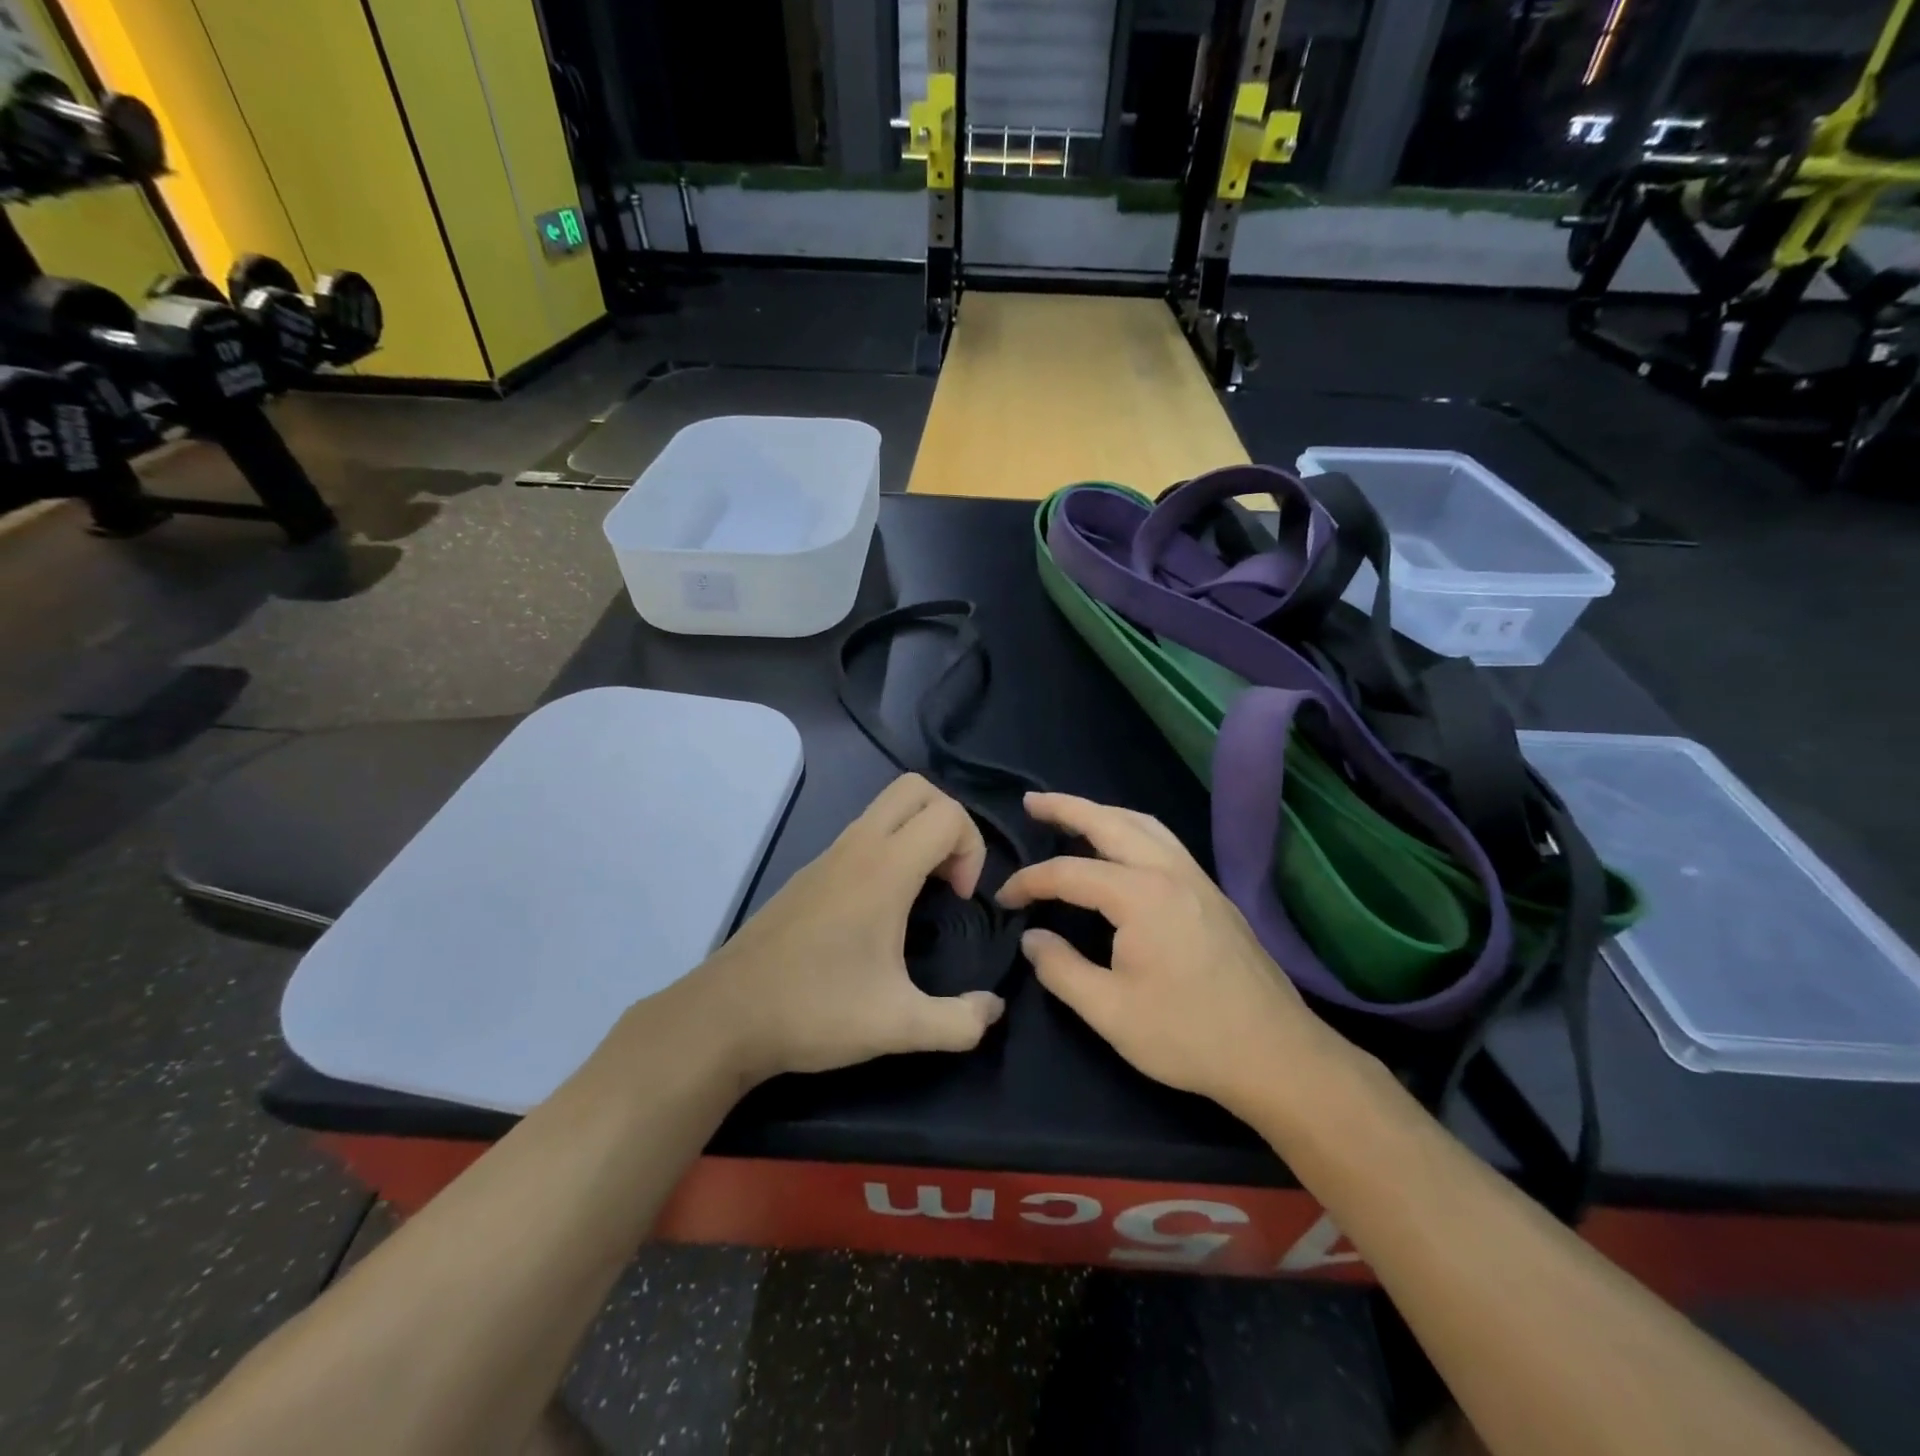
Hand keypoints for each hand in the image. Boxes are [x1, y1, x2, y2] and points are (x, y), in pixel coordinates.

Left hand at [685, 774, 1005, 1085]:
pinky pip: (862, 834)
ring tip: (921, 896)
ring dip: (917, 834)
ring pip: (886, 807)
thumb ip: (960, 1022)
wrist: (725, 1016)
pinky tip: (881, 911)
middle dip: (949, 822)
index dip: (972, 848)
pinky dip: (890, 849)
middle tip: (948, 878)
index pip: (947, 814)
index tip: (960, 899)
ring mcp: (827, 856)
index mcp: (884, 869)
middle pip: (916, 789)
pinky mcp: (810, 873)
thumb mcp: (899, 1026)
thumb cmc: (816, 1011)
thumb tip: (994, 1010)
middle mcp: (856, 847)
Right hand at [997, 792, 1337, 1116]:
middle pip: (1111, 822)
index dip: (1030, 882)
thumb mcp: (1110, 1012)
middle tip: (1032, 802)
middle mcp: (1169, 872)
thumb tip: (1032, 938)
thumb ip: (1061, 969)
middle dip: (1067, 807)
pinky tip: (1123, 847)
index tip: (1003, 899)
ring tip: (1073, 815)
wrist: (1276, 1054)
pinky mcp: (1213, 894)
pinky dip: (1132, 830)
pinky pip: (1164, 842)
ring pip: (1144, 825)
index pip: (1069, 873)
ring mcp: (1197, 879)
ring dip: (1104, 813)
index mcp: (1140, 895)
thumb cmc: (1187, 1035)